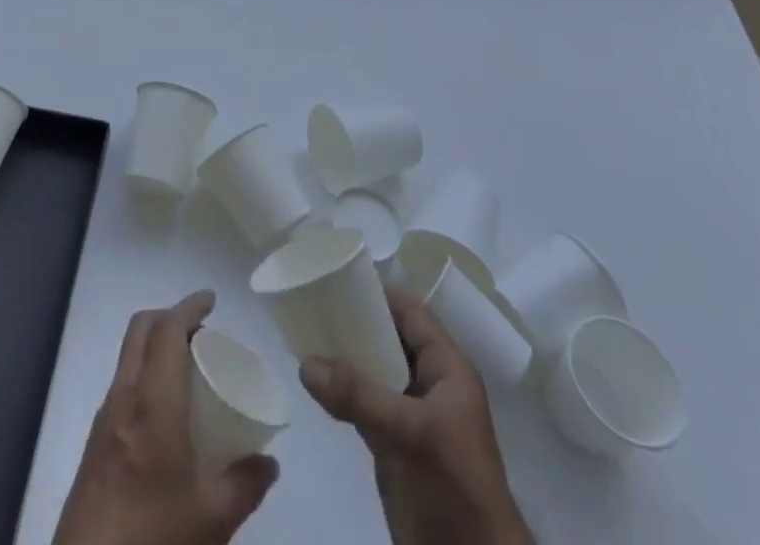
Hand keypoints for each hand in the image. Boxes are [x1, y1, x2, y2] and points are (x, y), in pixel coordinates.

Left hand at [52, 290, 279, 544]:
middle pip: (141, 330)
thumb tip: (269, 462)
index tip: (212, 300)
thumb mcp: (212, 520)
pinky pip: (123, 385)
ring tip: (188, 367)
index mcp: (153, 403)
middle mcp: (124, 398)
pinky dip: (145, 375)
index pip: (167, 330)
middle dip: (170, 317)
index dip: (189, 307)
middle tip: (202, 331)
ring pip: (129, 356)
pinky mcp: (94, 443)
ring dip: (156, 345)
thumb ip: (244, 485)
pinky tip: (166, 411)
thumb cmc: (153, 538)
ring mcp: (104, 419)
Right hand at [299, 285, 533, 544]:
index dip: (379, 291)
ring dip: (346, 356)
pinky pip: (366, 403)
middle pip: (390, 337)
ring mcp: (413, 417)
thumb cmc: (455, 486)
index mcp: (447, 369)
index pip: (411, 312)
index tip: (338, 275)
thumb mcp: (410, 434)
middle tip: (313, 302)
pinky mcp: (396, 446)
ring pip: (375, 370)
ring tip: (306, 334)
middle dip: (356, 321)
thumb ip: (358, 395)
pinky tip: (315, 381)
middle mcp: (431, 384)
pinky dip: (343, 390)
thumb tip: (304, 362)